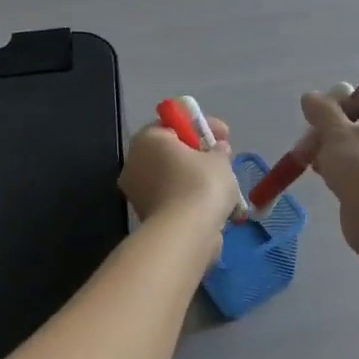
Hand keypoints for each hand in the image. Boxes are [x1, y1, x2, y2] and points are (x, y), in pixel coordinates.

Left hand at [119, 116, 240, 229]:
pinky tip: (213, 205)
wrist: (185, 234)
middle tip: (222, 159)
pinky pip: (172, 199)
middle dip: (197, 155)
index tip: (223, 135)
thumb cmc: (200, 184)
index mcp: (148, 139)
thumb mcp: (219, 160)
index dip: (201, 127)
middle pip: (171, 152)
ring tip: (223, 186)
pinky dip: (190, 200)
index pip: (173, 124)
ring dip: (195, 179)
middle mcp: (135, 162)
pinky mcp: (146, 217)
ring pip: (172, 178)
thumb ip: (219, 150)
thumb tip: (218, 149)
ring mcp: (137, 192)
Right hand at [299, 91, 358, 260]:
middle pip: (355, 124)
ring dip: (327, 151)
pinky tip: (323, 177)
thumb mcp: (336, 131)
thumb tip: (311, 97)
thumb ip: (322, 110)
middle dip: (326, 131)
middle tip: (306, 144)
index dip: (338, 103)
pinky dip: (337, 170)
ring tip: (308, 160)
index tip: (316, 115)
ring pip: (351, 148)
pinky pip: (354, 170)